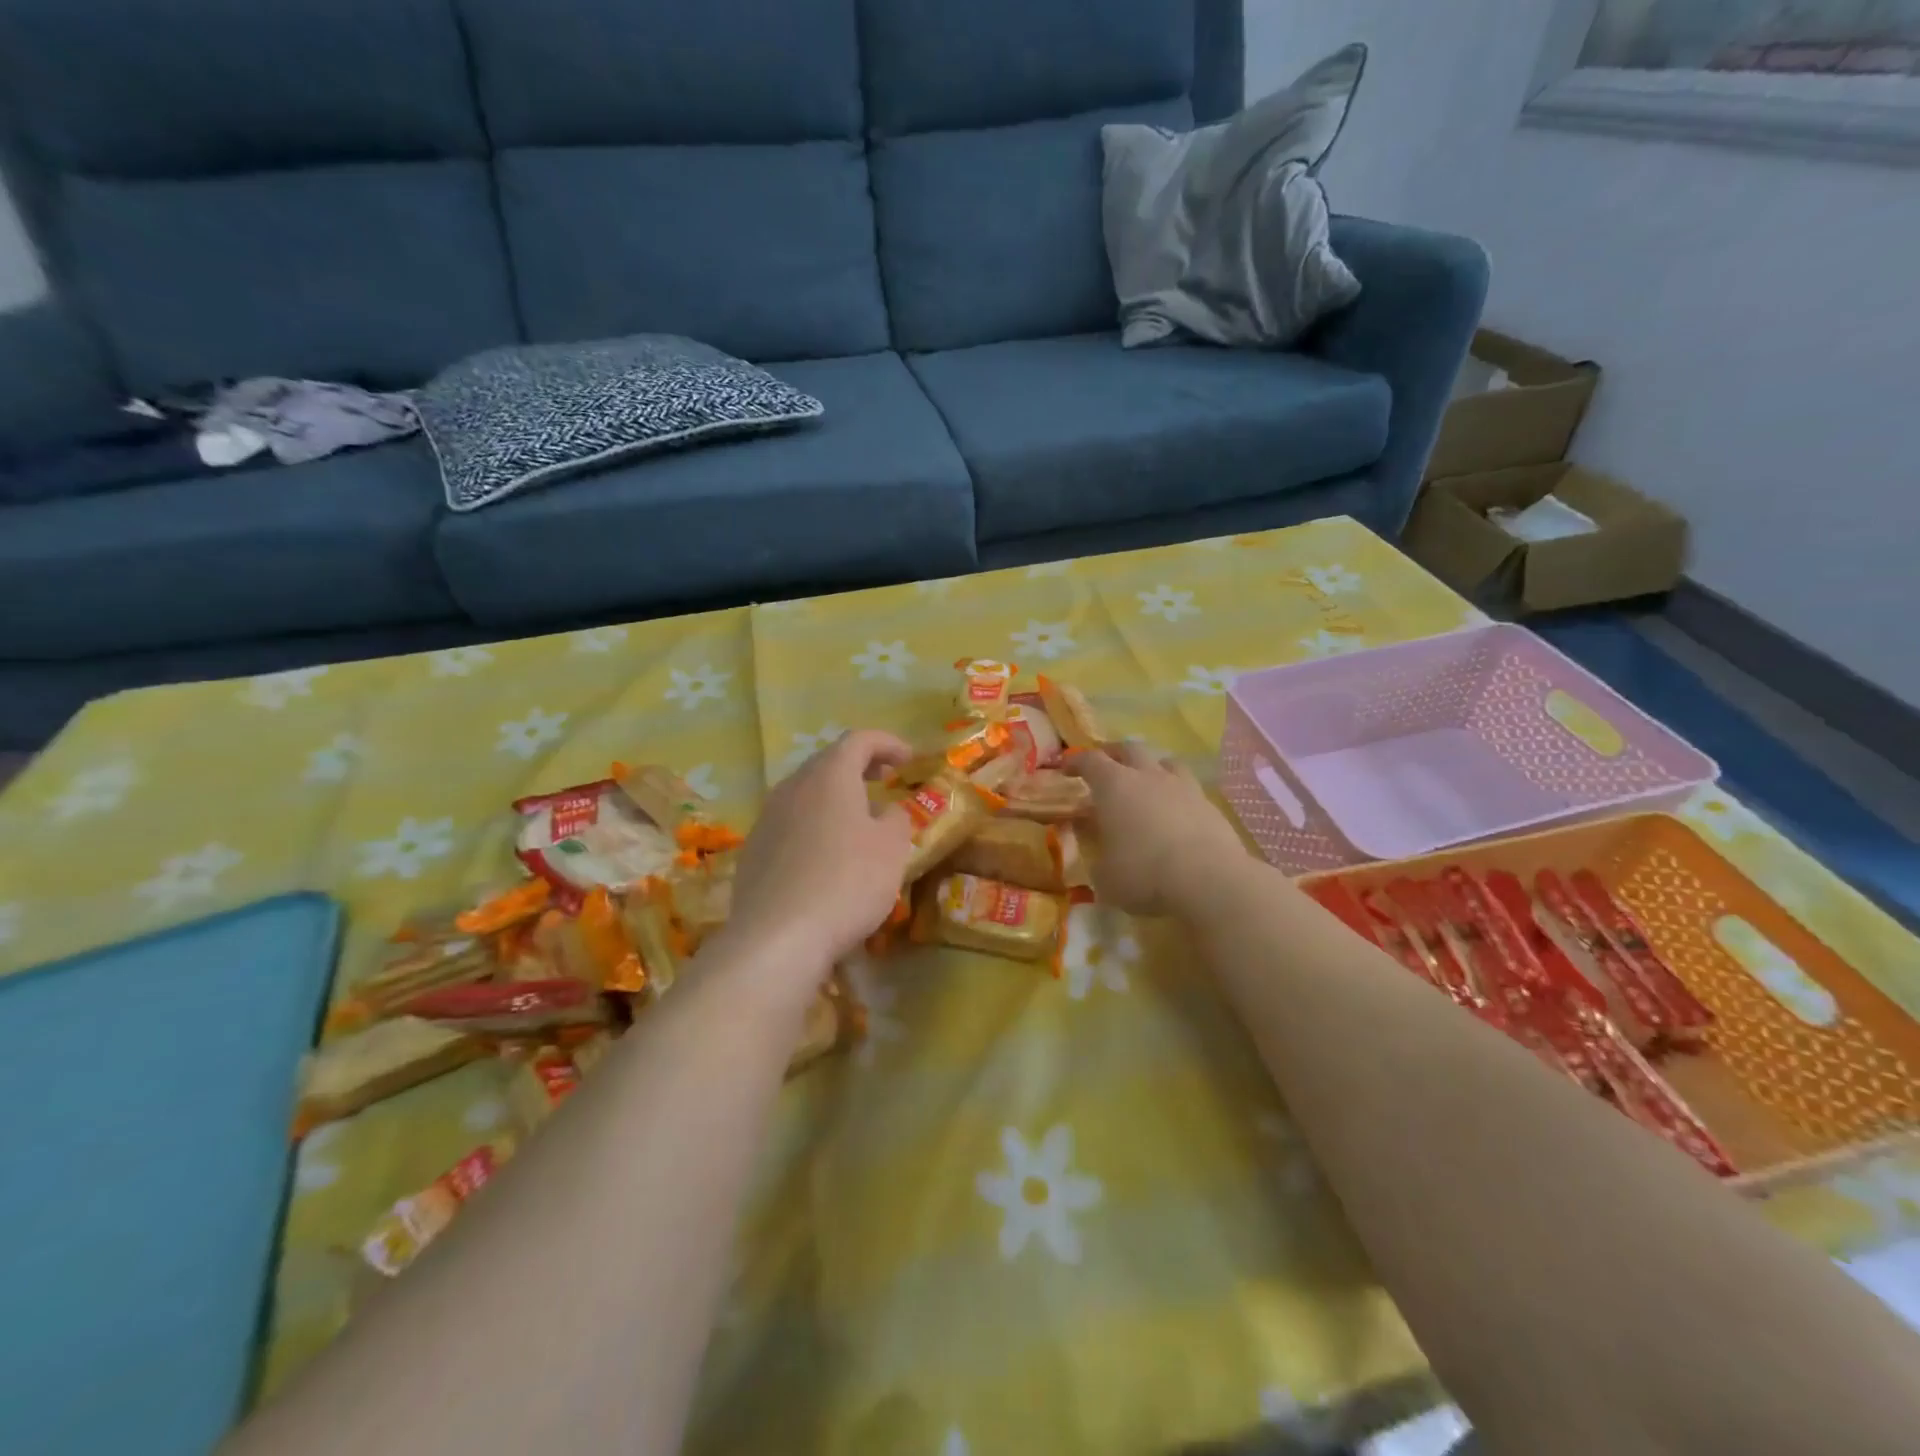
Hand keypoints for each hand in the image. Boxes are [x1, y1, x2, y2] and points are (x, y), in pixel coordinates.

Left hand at [724, 729, 915, 988]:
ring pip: (806, 793)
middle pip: (827, 762)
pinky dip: (814, 825)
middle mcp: (793, 787)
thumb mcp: (892, 849)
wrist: (777, 938)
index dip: (887, 743)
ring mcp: (767, 819)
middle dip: (859, 766)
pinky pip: (790, 824)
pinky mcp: (754, 851)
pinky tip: (826, 855)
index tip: (909, 759)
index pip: (859, 740)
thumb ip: (896, 820)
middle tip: (884, 779)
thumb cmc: (847, 882)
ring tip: (858, 819)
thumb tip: (885, 812)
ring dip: (834, 797)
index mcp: (829, 776)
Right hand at [1065, 742, 1247, 915]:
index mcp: (1115, 786)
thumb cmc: (1144, 874)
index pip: (1090, 761)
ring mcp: (1183, 787)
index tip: (1067, 769)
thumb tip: (1092, 839)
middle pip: (1130, 748)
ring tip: (1147, 781)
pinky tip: (1176, 812)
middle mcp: (1148, 776)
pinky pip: (1189, 788)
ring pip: (1166, 761)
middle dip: (1115, 754)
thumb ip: (1095, 852)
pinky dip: (1178, 794)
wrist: (1209, 880)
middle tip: (1107, 767)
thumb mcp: (1104, 875)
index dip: (1076, 762)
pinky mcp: (1210, 805)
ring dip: (1152, 767)